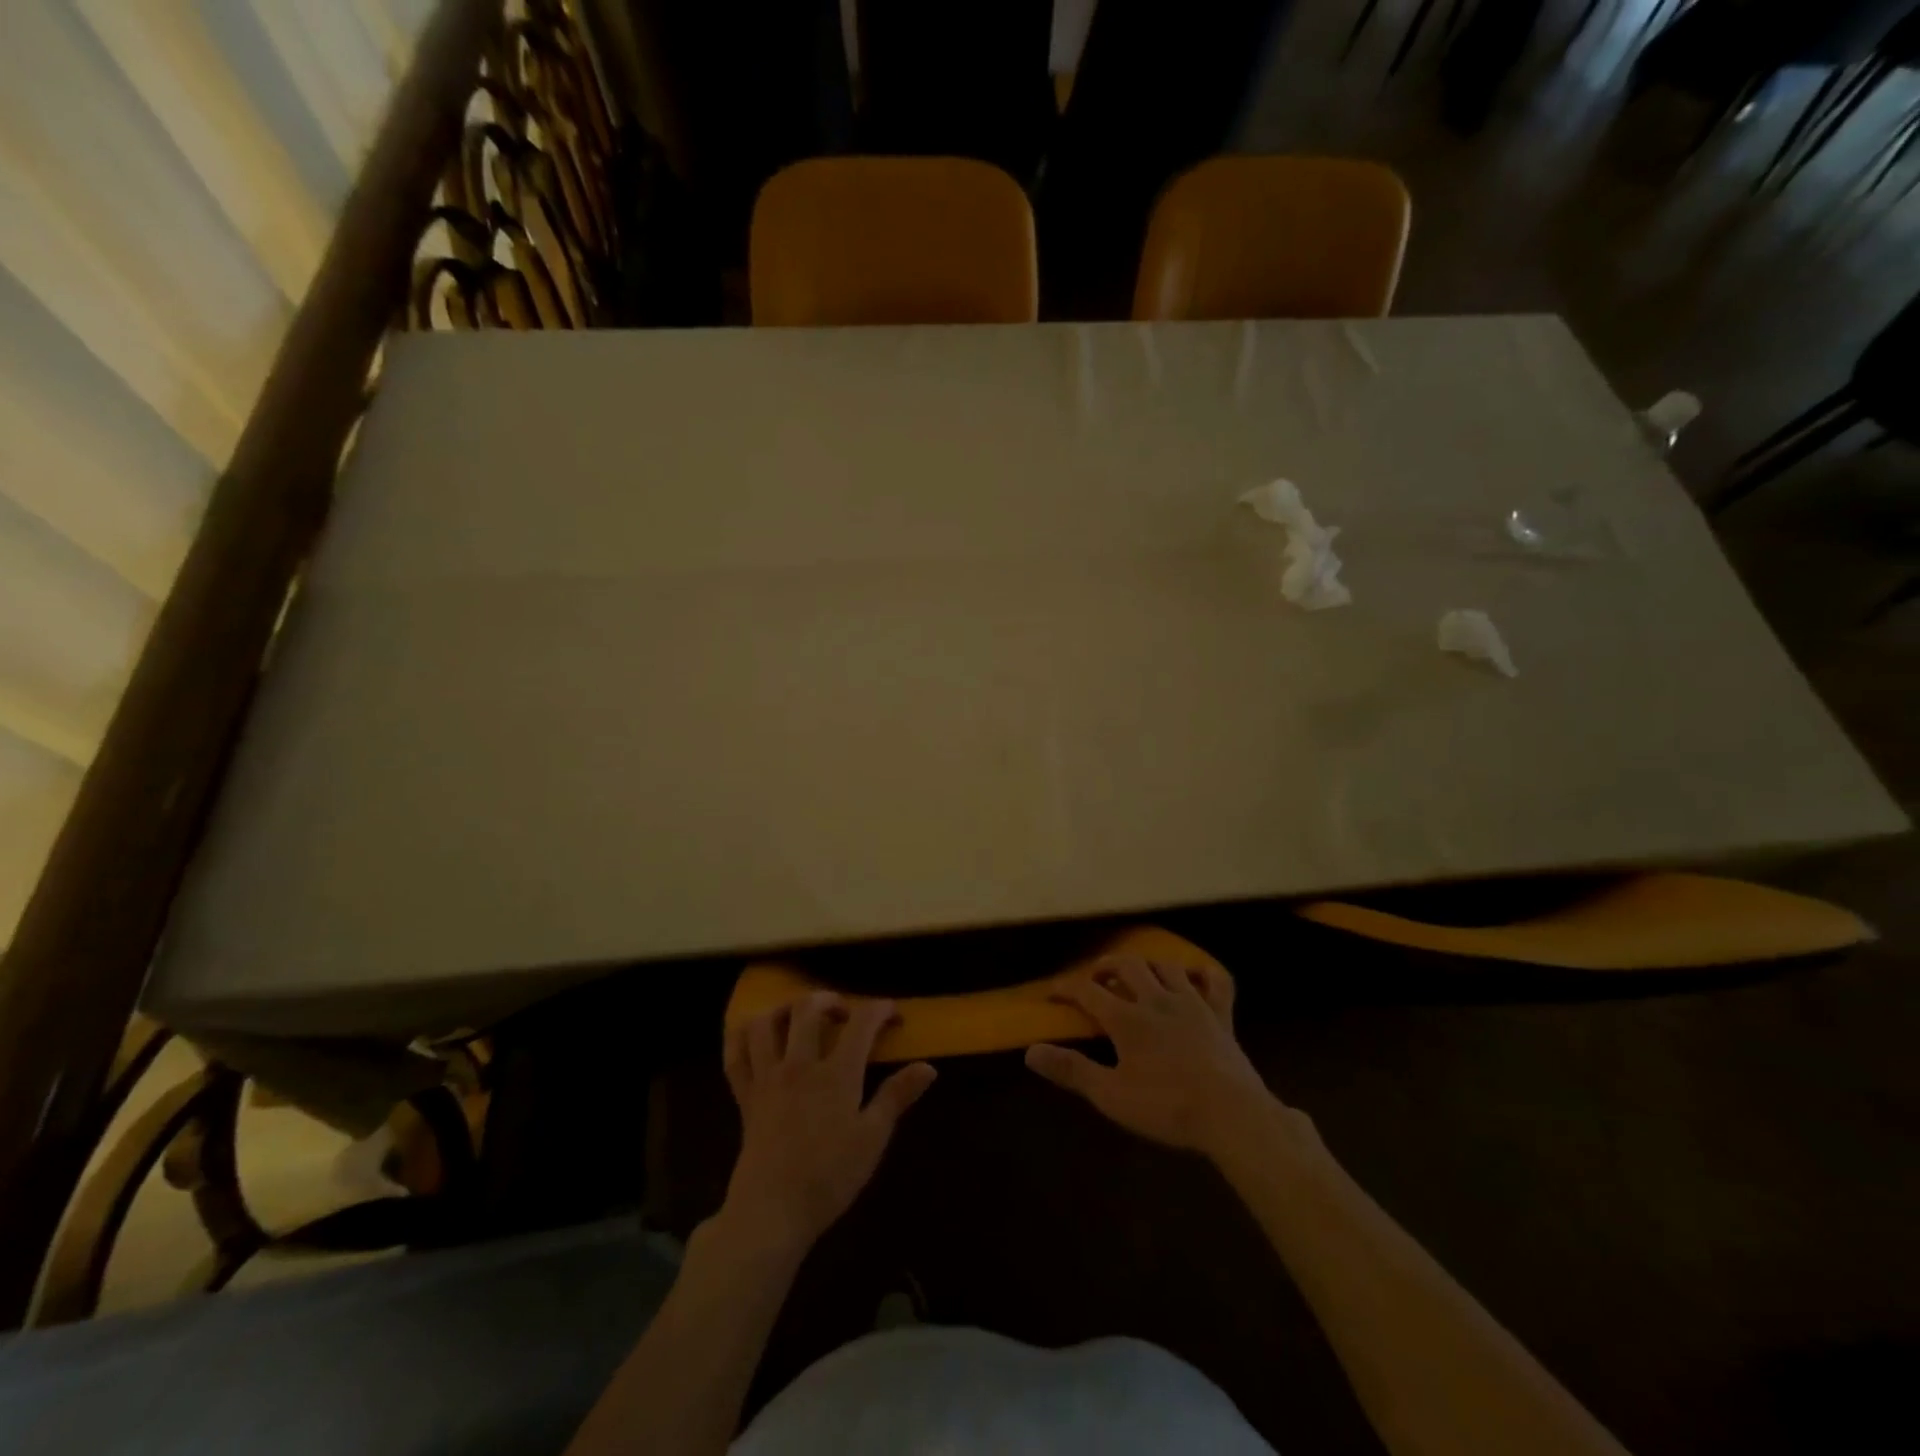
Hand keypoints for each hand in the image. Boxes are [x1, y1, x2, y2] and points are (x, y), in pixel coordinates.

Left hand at [721, 993, 936, 1258]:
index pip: (862, 1022)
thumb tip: (929, 1067)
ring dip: (784, 1009)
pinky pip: (735, 1054)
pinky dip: (742, 1035)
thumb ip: (897, 1096)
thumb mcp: (873, 1138)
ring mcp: (767, 1077)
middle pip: (808, 1008)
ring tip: (799, 1017)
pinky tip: (756, 1035)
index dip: (881, 1010)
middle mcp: (799, 1064)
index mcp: (836, 1073)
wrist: (772, 1212)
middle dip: (830, 1000)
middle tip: (844, 1014)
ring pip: (766, 1022)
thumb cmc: (829, 1176)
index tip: (894, 1015)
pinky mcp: (744, 1095)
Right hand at [1025, 954, 1277, 1160]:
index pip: (1088, 990)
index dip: (1067, 987)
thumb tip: (1031, 1052)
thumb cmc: (1167, 1106)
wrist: (1231, 1114)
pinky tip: (1195, 976)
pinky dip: (1203, 973)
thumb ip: (1071, 1070)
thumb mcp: (1111, 1095)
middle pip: (1126, 966)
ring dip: (1147, 965)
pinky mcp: (1221, 1015)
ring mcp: (1192, 1003)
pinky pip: (1215, 981)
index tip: (1053, 992)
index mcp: (1127, 1017)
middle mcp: (1157, 999)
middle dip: (1106, 966)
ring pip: (1165, 966)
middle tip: (1095, 978)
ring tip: (1137, 975)